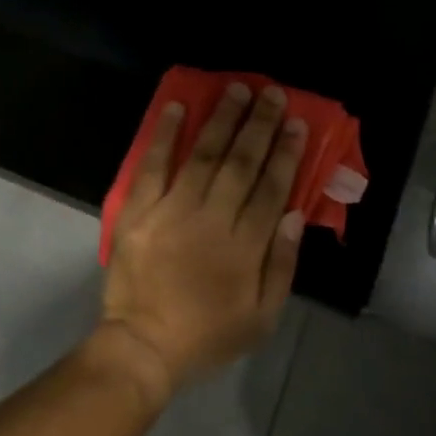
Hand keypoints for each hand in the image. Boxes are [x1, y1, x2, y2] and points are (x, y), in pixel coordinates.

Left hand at [99, 83, 307, 400]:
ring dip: (221, 119)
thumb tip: (294, 214)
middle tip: (271, 93)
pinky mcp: (138, 211)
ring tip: (236, 89)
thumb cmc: (207, 335)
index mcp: (245, 246)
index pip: (271, 188)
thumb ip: (281, 264)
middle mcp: (212, 219)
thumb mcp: (262, 317)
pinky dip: (163, 135)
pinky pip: (152, 165)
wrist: (143, 346)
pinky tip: (176, 107)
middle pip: (240, 163)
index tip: (296, 123)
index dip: (286, 153)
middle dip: (259, 125)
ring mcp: (172, 210)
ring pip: (202, 155)